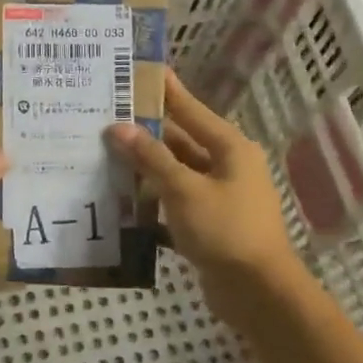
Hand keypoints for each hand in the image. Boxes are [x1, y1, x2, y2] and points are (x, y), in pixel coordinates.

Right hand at [105, 69, 297, 318]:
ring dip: (145, 170)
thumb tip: (118, 128)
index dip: (165, 90)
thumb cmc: (225, 230)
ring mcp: (219, 198)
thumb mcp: (184, 189)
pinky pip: (175, 204)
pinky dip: (153, 203)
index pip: (190, 110)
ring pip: (175, 174)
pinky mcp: (209, 226)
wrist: (258, 292)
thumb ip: (151, 158)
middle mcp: (227, 167)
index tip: (141, 70)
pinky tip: (121, 203)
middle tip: (106, 120)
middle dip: (145, 134)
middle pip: (180, 142)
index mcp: (229, 148)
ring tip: (104, 157)